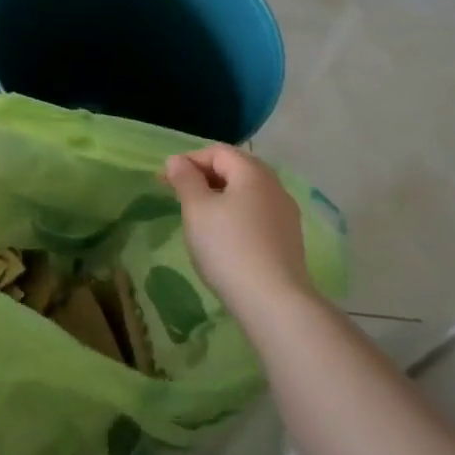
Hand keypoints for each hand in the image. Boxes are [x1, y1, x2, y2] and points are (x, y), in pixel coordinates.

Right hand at [164, 144, 313, 323]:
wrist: (274, 302)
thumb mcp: (197, 209)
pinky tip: (224, 236)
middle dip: (204, 176)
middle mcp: (275, 186)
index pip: (217, 152)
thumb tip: (176, 160)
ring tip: (198, 216)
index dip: (188, 160)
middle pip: (235, 169)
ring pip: (247, 192)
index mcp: (253, 172)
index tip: (164, 180)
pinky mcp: (289, 239)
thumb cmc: (228, 247)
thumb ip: (185, 180)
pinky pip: (257, 214)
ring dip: (220, 196)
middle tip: (179, 194)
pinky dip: (236, 214)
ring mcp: (286, 214)